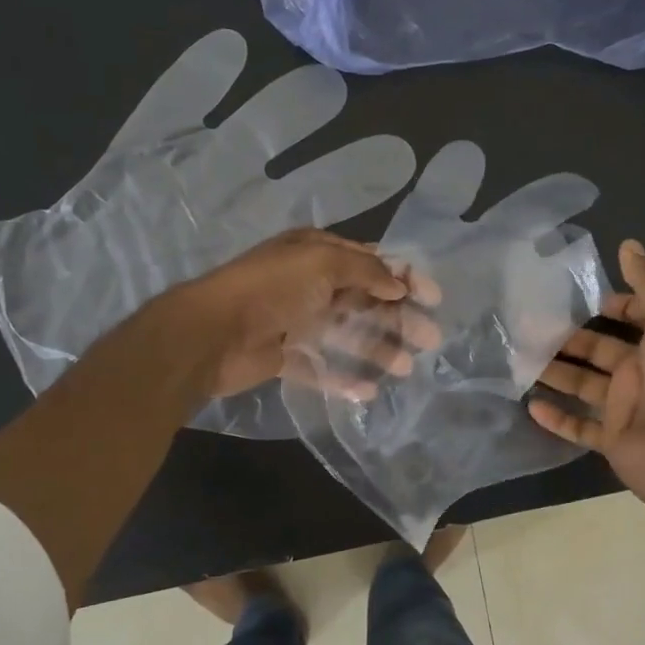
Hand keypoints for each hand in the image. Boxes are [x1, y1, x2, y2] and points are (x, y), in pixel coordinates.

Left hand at [163, 229, 440, 399]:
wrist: (211, 333)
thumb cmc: (271, 289)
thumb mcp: (321, 264)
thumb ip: (366, 271)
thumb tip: (399, 285)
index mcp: (317, 253)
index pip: (371, 262)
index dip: (404, 277)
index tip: (433, 299)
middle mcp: (310, 283)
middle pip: (364, 300)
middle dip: (398, 317)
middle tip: (429, 339)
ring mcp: (297, 320)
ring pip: (347, 334)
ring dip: (377, 348)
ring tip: (406, 368)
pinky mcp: (285, 354)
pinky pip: (321, 366)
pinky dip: (344, 377)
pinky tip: (368, 391)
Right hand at [528, 240, 644, 517]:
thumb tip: (629, 243)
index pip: (635, 317)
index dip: (613, 306)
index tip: (578, 298)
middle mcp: (643, 373)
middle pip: (599, 350)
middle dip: (567, 338)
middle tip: (527, 326)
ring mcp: (626, 409)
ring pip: (583, 385)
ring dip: (554, 372)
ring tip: (517, 358)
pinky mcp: (612, 440)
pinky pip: (579, 427)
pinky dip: (556, 418)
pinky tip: (529, 404)